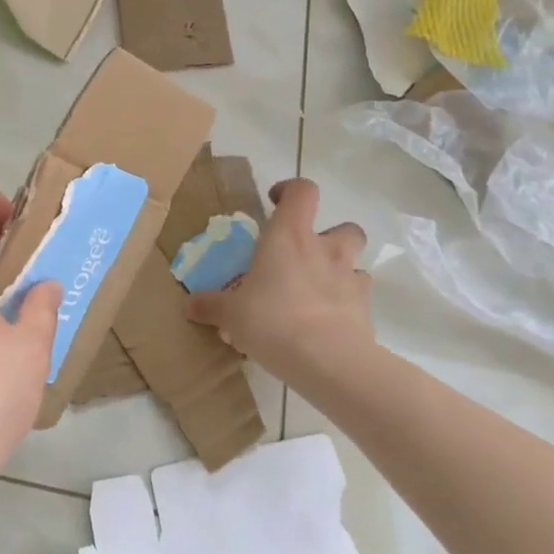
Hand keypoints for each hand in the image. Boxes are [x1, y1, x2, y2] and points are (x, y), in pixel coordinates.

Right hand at [184, 178, 381, 393]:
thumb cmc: (272, 321)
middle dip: (329, 236)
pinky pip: (359, 297)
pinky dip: (347, 303)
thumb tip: (188, 305)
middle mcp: (325, 249)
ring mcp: (350, 278)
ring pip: (356, 262)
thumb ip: (211, 306)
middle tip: (305, 255)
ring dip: (340, 270)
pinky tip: (328, 321)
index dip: (290, 190)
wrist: (328, 362)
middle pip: (344, 226)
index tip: (275, 203)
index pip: (302, 191)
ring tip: (318, 291)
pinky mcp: (365, 309)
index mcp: (290, 237)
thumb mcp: (231, 314)